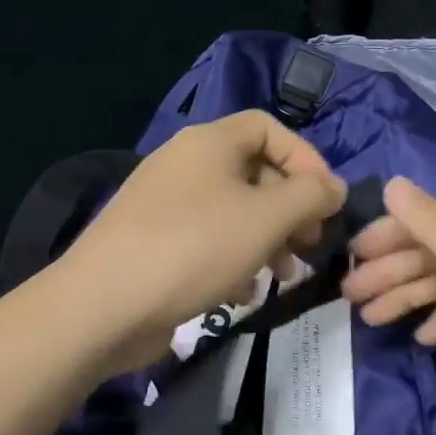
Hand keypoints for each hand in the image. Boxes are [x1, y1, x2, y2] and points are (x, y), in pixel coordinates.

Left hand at [57, 111, 345, 374]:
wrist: (101, 306)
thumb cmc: (194, 248)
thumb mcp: (266, 218)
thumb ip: (310, 196)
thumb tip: (334, 187)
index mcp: (210, 142)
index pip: (269, 128)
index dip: (305, 158)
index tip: (326, 200)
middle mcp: (186, 163)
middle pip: (254, 172)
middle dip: (290, 209)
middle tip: (311, 246)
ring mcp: (165, 203)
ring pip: (234, 211)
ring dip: (267, 240)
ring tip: (283, 276)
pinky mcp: (153, 241)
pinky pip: (207, 239)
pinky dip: (233, 260)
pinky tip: (240, 293)